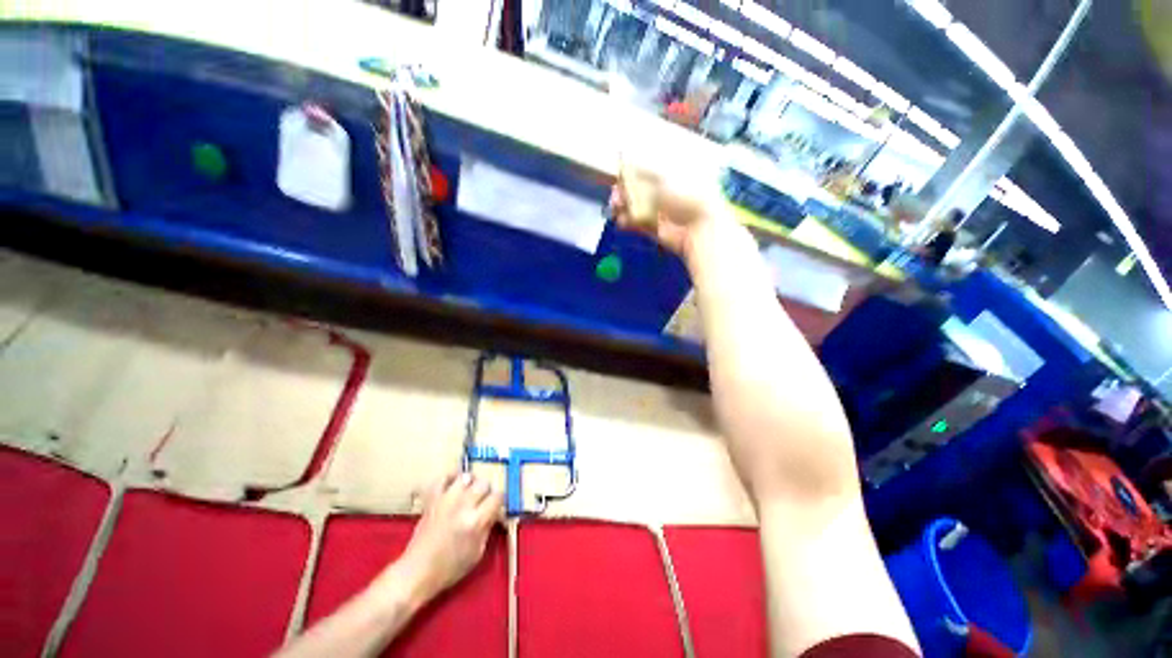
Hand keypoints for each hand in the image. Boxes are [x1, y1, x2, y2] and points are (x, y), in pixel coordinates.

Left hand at [387, 473, 502, 600]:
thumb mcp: (477, 553)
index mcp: (476, 522)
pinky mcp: (432, 500)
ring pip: (466, 477)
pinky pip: (442, 478)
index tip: (495, 506)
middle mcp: (463, 506)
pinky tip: (453, 485)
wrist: (417, 573)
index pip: (497, 496)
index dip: (499, 501)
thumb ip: (488, 528)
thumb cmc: (450, 568)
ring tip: (468, 493)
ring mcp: (446, 501)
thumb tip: (495, 512)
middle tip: (482, 501)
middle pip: (483, 483)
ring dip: (470, 484)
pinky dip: (449, 478)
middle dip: (486, 491)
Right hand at [609, 163, 727, 256]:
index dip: (630, 171)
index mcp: (669, 173)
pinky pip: (636, 223)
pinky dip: (627, 221)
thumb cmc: (685, 194)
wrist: (697, 227)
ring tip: (615, 207)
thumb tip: (624, 157)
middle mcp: (663, 191)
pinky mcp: (654, 227)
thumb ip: (642, 169)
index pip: (645, 169)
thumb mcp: (663, 175)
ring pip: (634, 206)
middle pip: (637, 188)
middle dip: (624, 190)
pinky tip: (620, 220)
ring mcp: (658, 210)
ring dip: (623, 205)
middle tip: (615, 194)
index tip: (618, 173)